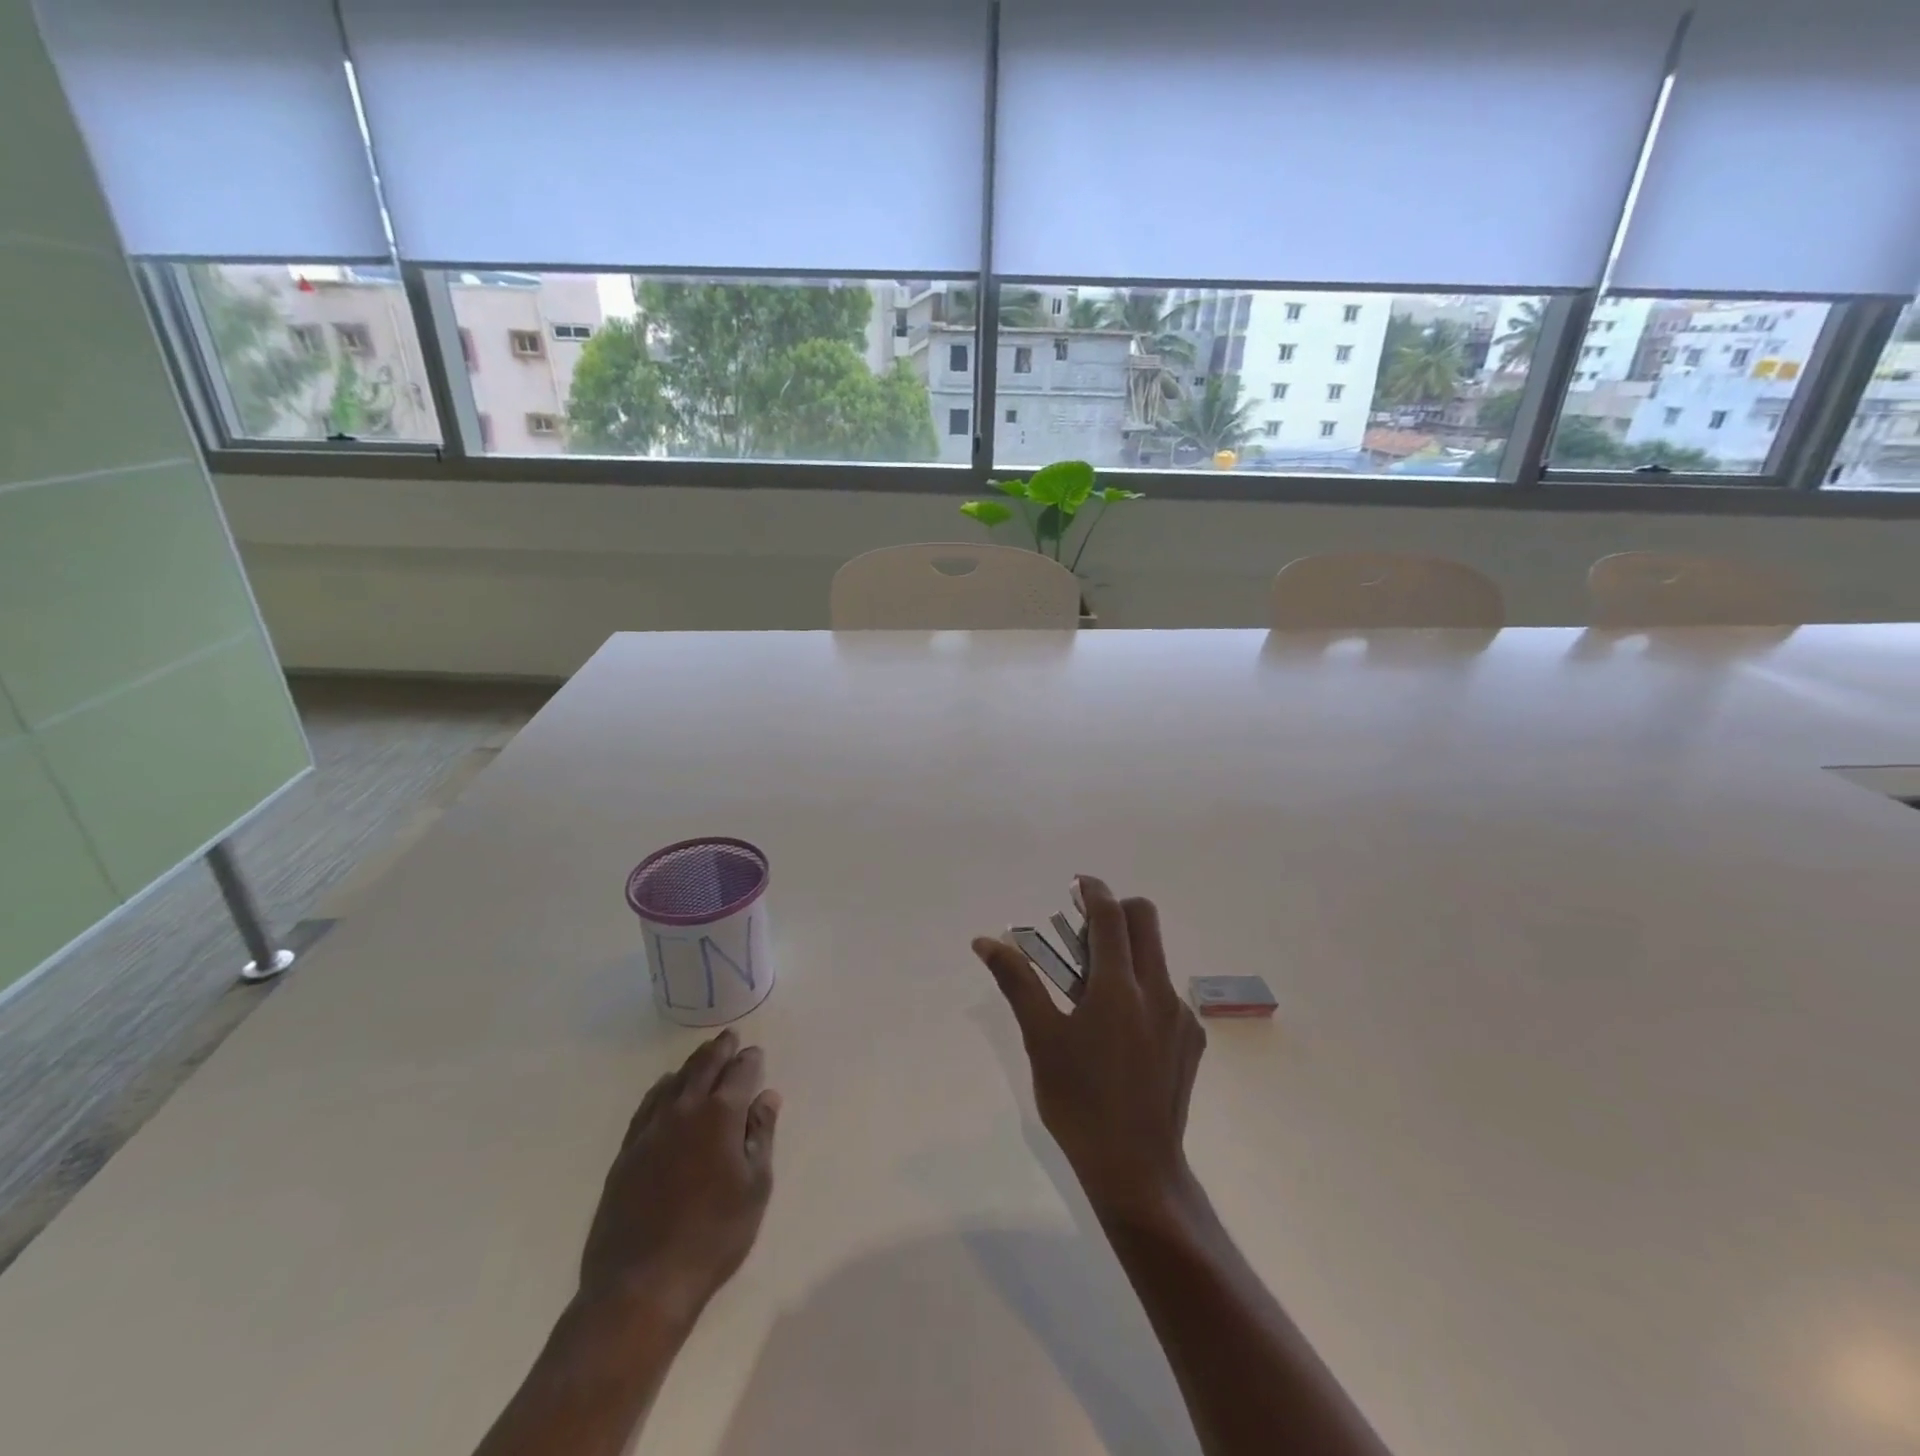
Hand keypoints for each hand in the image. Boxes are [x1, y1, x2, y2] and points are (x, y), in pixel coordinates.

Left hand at [578, 1030, 780, 1327]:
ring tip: (702, 1057)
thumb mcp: (754, 1188)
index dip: (750, 1061)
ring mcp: (651, 1130)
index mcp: (721, 1116)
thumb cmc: (713, 1237)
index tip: (755, 1053)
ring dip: (692, 1065)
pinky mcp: (627, 1152)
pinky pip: (648, 1105)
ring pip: (674, 1082)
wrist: (642, 1284)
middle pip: (704, 1067)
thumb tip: (767, 1097)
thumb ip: (761, 1136)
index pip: (740, 1074)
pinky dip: (662, 1089)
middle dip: (720, 1050)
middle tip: (729, 1037)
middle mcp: (685, 1111)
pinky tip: (665, 1090)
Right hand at [973, 876, 1205, 1224]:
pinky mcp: (1192, 1040)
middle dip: (1115, 911)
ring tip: (1094, 988)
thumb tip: (986, 941)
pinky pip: (1166, 993)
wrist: (1136, 1169)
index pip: (1111, 915)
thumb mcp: (1040, 1039)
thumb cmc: (1079, 1102)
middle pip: (1145, 920)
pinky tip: (1119, 1029)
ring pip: (1156, 957)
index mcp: (1119, 987)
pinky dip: (1141, 988)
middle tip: (1083, 934)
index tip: (1077, 883)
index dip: (1093, 890)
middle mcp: (1158, 990)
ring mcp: (1180, 1016)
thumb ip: (1017, 982)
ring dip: (1127, 951)